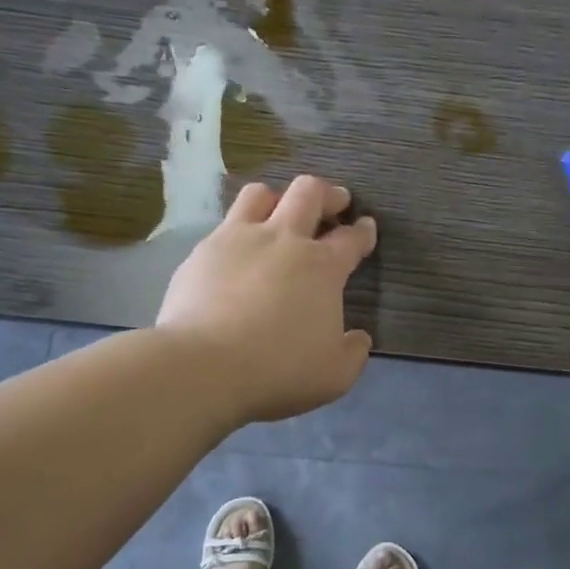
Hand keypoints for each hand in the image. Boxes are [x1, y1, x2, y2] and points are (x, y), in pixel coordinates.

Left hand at [157, 175, 378, 423]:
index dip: (363, 231)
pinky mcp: (203, 251)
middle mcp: (283, 240)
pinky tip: (237, 250)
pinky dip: (239, 229)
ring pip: (261, 194)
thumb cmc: (279, 369)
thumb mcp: (335, 374)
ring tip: (280, 212)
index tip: (366, 227)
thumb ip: (354, 353)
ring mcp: (238, 239)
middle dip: (328, 194)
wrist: (204, 365)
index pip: (351, 238)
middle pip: (309, 193)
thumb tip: (358, 338)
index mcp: (322, 267)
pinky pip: (225, 224)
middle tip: (335, 202)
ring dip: (278, 198)